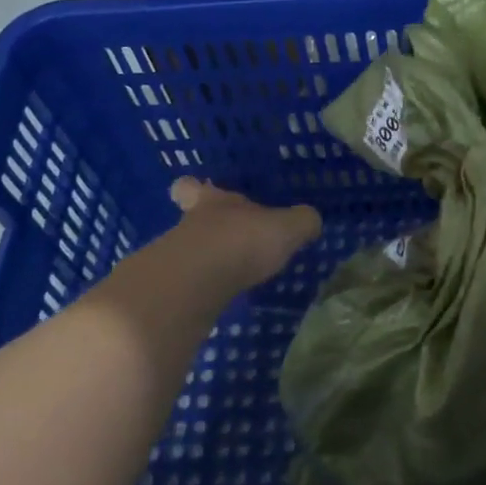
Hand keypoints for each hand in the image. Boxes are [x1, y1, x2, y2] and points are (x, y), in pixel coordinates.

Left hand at [169, 177, 321, 289]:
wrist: (194, 284)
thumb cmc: (242, 241)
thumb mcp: (288, 227)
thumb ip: (303, 221)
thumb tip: (311, 221)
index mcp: (216, 201)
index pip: (193, 186)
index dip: (194, 188)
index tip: (197, 192)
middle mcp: (192, 223)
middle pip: (190, 218)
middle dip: (206, 228)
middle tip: (226, 239)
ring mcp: (177, 256)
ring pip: (188, 250)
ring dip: (207, 260)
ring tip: (232, 274)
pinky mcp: (174, 288)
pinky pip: (190, 283)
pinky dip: (204, 288)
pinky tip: (223, 297)